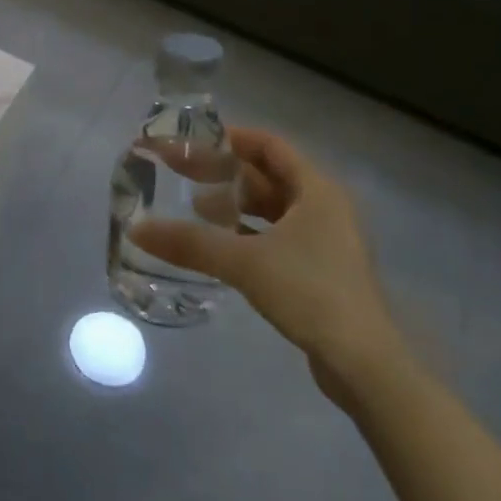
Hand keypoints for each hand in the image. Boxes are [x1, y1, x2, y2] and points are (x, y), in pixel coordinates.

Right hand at [129, 127, 408, 406]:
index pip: (270, 145)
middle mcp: (324, 207)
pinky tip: (219, 245)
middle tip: (183, 173)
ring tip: (194, 208)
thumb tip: (137, 230)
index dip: (231, 138)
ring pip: (273, 209)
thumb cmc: (310, 292)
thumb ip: (190, 243)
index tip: (193, 141)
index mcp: (316, 189)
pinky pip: (277, 237)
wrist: (363, 362)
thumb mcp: (244, 262)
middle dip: (226, 173)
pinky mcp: (320, 270)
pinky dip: (248, 233)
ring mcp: (325, 240)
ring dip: (236, 205)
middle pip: (269, 176)